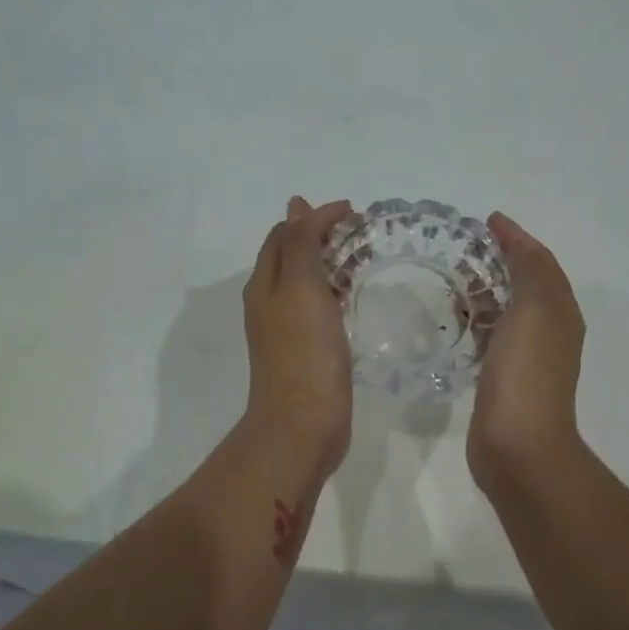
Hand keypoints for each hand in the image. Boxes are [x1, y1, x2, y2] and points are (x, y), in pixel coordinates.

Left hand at [243, 197, 355, 471]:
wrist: (303, 424)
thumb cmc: (303, 352)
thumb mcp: (300, 288)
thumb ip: (300, 245)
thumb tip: (296, 205)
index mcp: (265, 284)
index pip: (285, 235)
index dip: (314, 217)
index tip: (354, 211)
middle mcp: (270, 303)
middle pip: (292, 257)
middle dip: (322, 237)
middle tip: (362, 231)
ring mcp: (287, 330)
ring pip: (306, 283)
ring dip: (330, 264)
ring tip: (363, 258)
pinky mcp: (306, 353)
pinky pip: (319, 310)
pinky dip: (335, 293)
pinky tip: (354, 300)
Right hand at [468, 212, 585, 489]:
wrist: (518, 444)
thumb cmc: (526, 373)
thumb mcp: (535, 310)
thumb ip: (529, 270)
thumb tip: (515, 239)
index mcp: (560, 311)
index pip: (540, 262)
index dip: (517, 238)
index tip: (487, 220)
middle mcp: (549, 330)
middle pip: (524, 284)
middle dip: (499, 261)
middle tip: (462, 247)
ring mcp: (526, 357)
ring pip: (506, 311)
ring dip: (485, 290)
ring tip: (450, 278)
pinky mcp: (502, 378)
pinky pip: (491, 337)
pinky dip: (476, 321)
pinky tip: (453, 321)